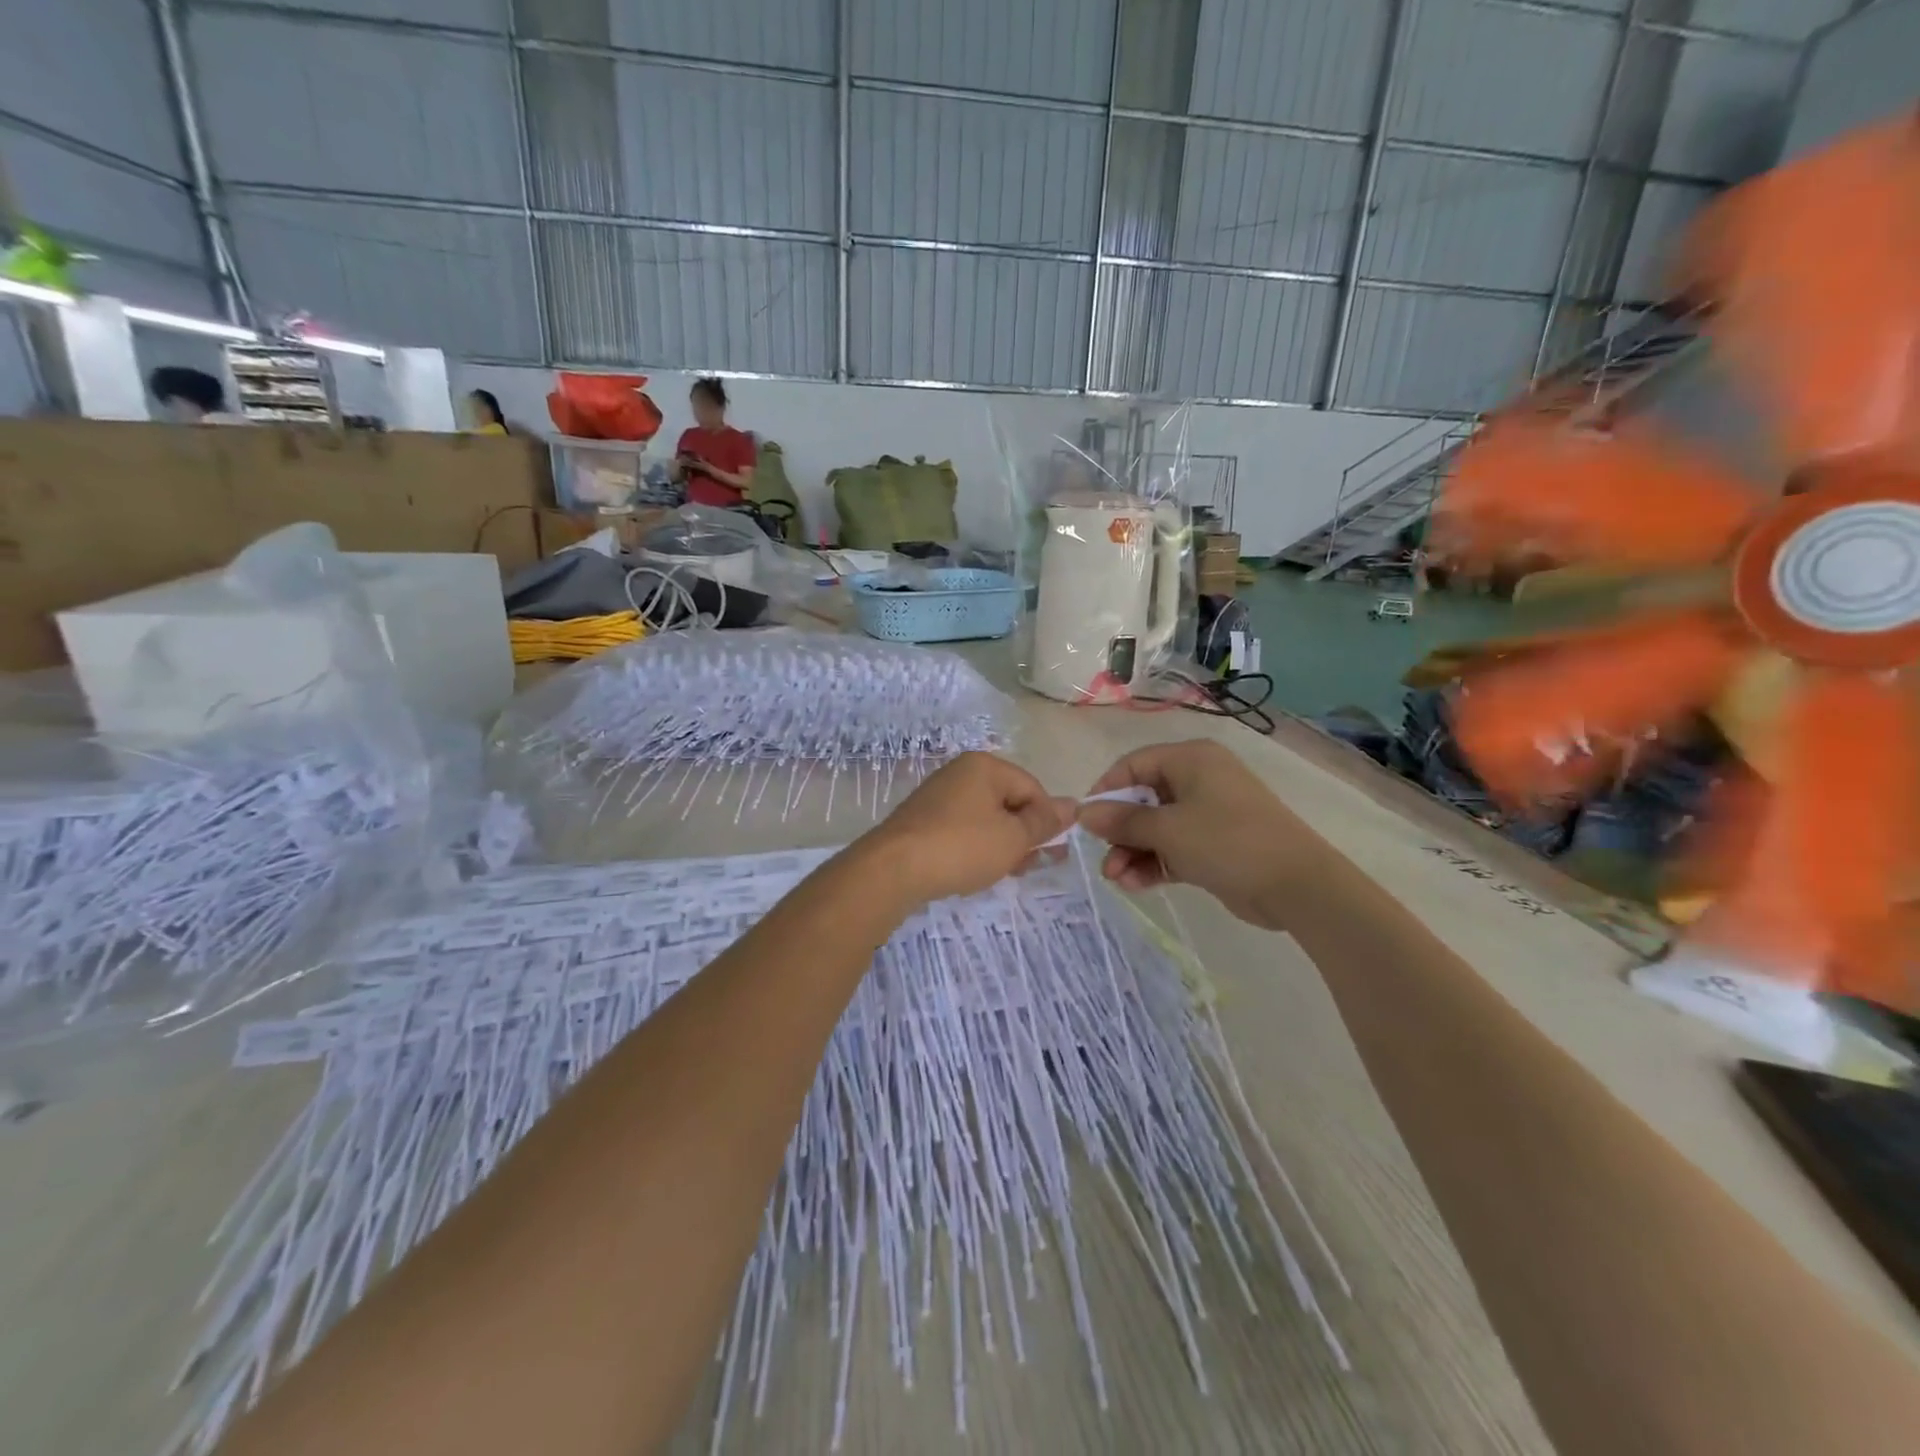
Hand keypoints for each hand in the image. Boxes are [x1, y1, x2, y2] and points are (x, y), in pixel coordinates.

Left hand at [851, 753, 1073, 906]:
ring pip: (986, 818)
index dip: (1046, 820)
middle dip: (1025, 834)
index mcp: (985, 766)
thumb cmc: (962, 847)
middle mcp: (960, 773)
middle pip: (1008, 801)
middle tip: (1032, 866)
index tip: (1049, 852)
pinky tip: (977, 870)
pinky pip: (962, 829)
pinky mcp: (923, 820)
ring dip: (1002, 844)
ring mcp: (938, 796)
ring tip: (1007, 872)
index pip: (1033, 788)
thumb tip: (1073, 805)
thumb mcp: (1013, 837)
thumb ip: (1044, 822)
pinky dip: (976, 847)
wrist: (893, 869)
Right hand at [1076, 740, 1330, 930]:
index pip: (1133, 765)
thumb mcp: (1167, 830)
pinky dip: (1154, 863)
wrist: (1296, 885)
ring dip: (1133, 852)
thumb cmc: (1227, 841)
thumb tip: (1083, 813)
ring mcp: (1208, 814)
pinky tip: (1135, 885)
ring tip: (1117, 880)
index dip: (1106, 791)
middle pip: (1143, 798)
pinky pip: (1173, 848)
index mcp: (1190, 759)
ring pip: (1156, 828)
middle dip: (1119, 831)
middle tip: (1103, 859)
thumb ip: (1122, 821)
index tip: (1086, 821)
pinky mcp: (1214, 845)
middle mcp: (1198, 780)